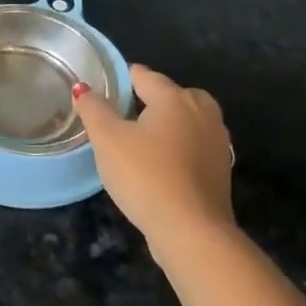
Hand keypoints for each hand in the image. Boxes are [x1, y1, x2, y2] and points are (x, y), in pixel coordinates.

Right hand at [71, 65, 234, 262]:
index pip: (145, 76)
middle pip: (174, 94)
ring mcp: (218, 141)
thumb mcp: (107, 139)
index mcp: (174, 98)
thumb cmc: (145, 175)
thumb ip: (94, 109)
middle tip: (124, 113)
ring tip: (142, 138)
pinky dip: (180, 146)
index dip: (122, 78)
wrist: (191, 230)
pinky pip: (196, 144)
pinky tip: (162, 163)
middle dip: (152, 98)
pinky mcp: (222, 169)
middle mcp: (202, 112)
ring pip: (189, 120)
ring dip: (169, 123)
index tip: (104, 88)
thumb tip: (84, 88)